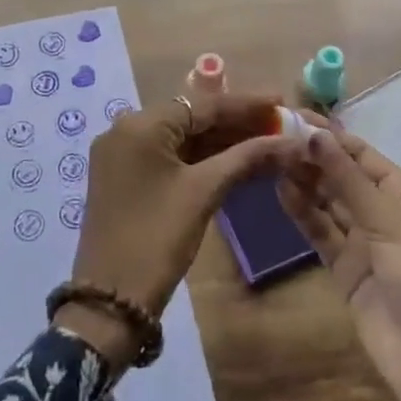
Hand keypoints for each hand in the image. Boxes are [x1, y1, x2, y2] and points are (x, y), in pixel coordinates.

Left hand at [58, 92, 299, 370]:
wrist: (110, 299)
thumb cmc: (158, 238)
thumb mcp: (204, 192)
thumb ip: (246, 158)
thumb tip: (290, 141)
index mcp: (140, 124)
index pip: (202, 104)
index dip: (245, 103)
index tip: (281, 100)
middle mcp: (125, 129)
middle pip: (190, 117)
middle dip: (235, 122)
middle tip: (278, 125)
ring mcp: (121, 154)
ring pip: (180, 137)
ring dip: (219, 141)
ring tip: (264, 142)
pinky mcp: (123, 177)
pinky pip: (167, 155)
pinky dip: (199, 158)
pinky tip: (233, 161)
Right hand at [278, 129, 400, 400]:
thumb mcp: (390, 223)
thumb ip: (347, 179)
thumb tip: (313, 134)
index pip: (363, 155)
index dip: (330, 136)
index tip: (292, 116)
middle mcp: (386, 213)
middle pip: (344, 177)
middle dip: (313, 158)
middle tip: (272, 138)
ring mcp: (366, 244)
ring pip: (329, 203)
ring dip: (305, 183)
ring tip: (271, 160)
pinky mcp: (348, 272)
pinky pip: (322, 234)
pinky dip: (304, 214)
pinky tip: (281, 193)